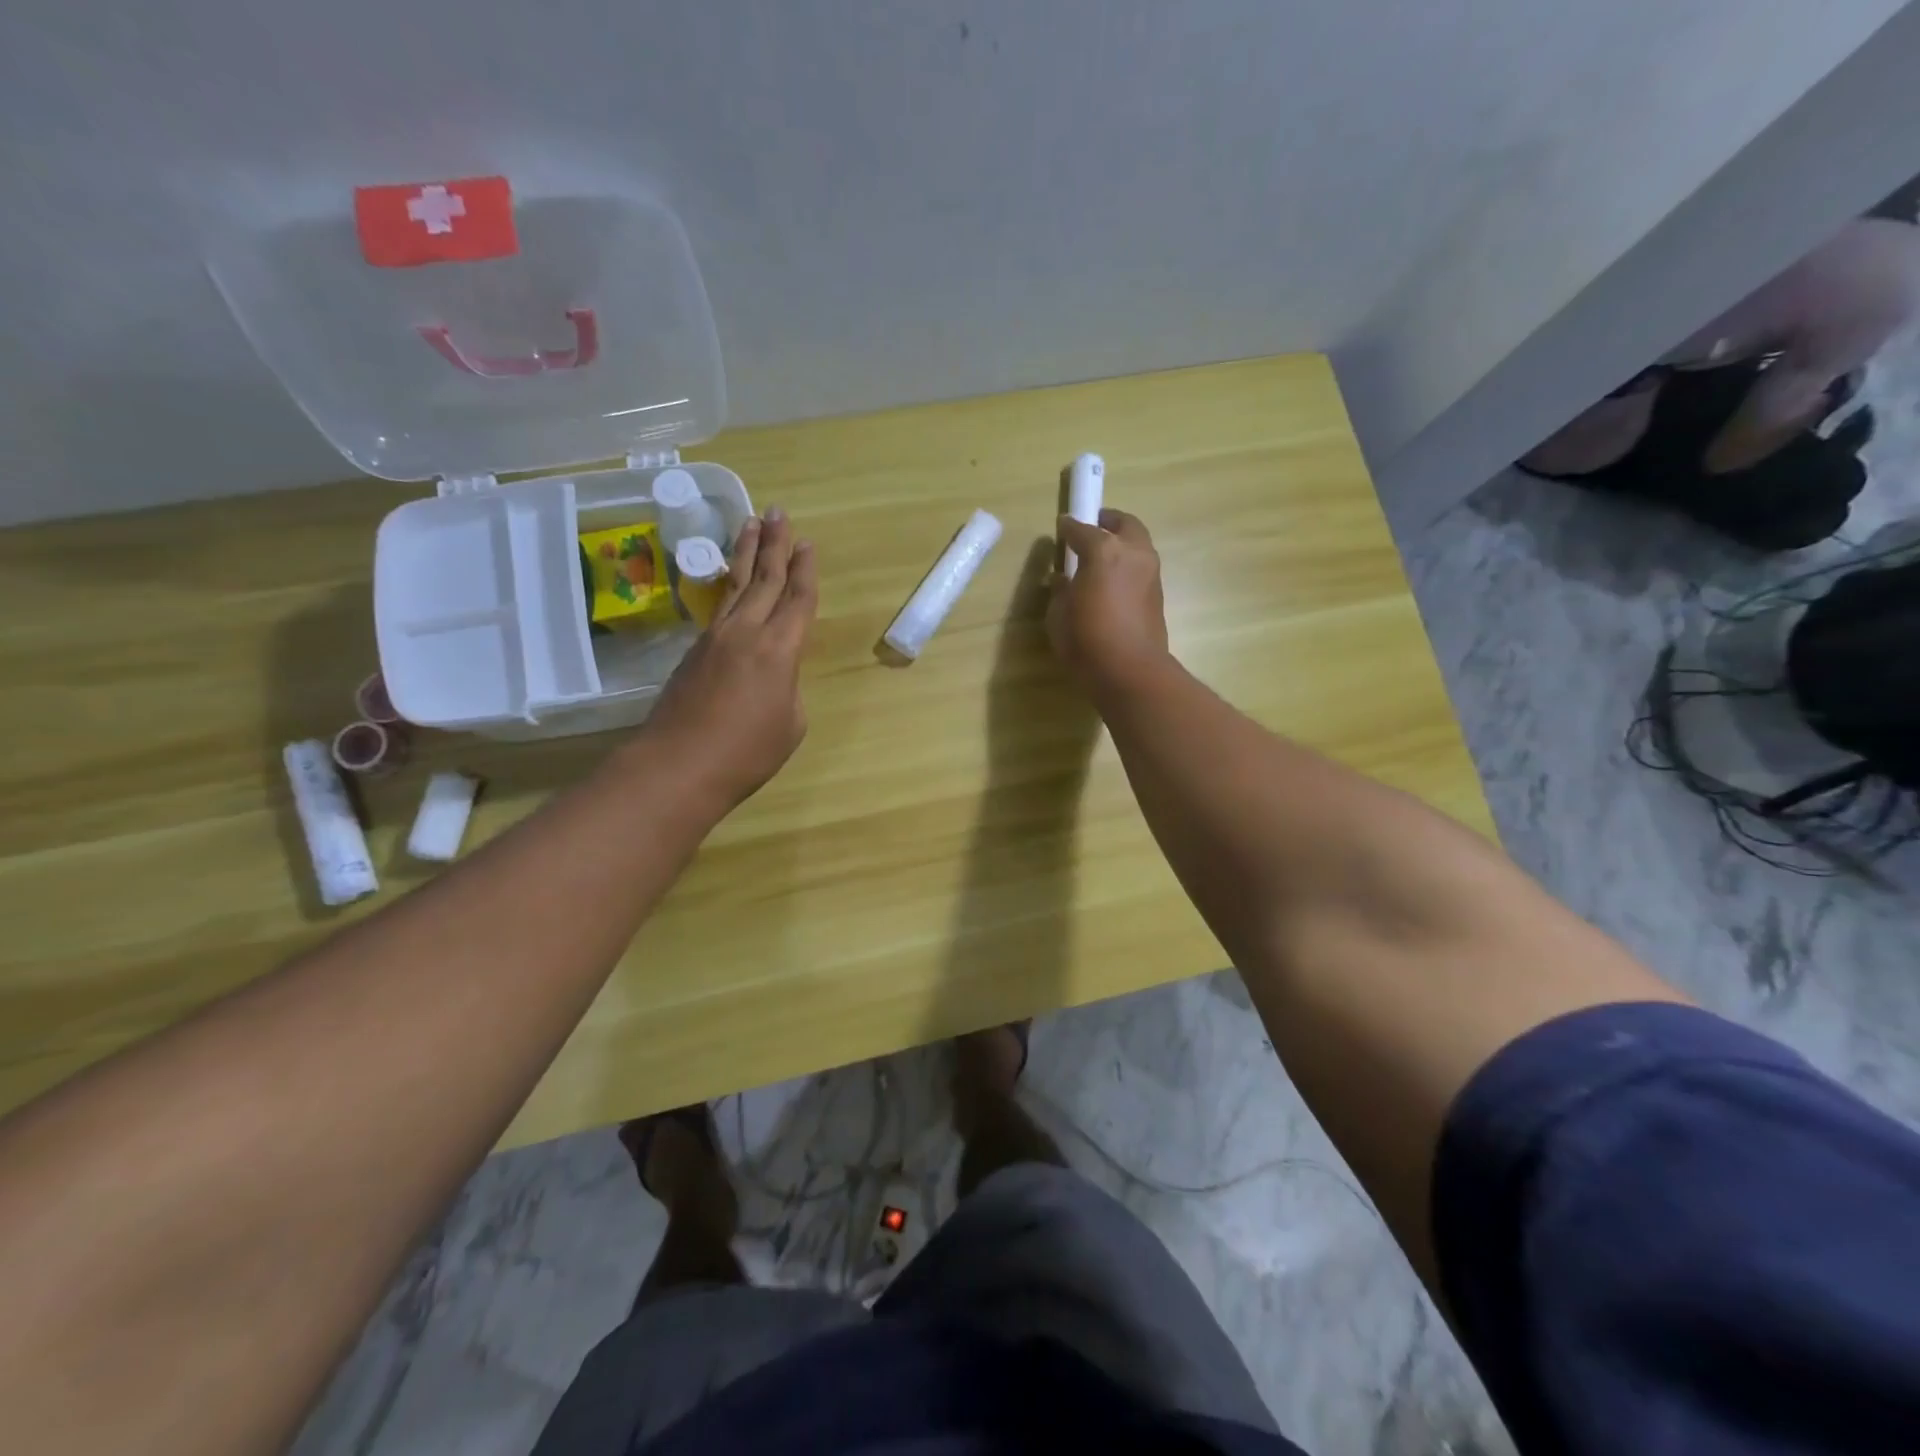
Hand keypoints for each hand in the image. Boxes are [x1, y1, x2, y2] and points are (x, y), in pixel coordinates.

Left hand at [646, 509, 817, 809]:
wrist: (679, 765)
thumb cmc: (747, 752)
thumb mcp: (790, 723)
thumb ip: (788, 688)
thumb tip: (773, 676)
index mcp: (780, 649)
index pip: (798, 599)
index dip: (806, 570)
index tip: (808, 543)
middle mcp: (747, 631)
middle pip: (765, 578)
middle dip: (775, 544)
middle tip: (779, 512)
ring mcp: (715, 638)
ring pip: (736, 584)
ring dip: (746, 553)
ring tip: (751, 522)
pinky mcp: (694, 651)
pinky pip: (719, 606)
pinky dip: (729, 585)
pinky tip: (732, 581)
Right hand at [1049, 509, 1168, 687]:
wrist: (1130, 671)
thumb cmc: (1087, 640)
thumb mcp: (1059, 615)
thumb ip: (1060, 591)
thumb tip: (1063, 579)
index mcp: (1104, 551)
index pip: (1082, 529)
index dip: (1068, 527)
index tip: (1061, 527)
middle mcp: (1132, 553)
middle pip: (1124, 523)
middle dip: (1108, 522)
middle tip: (1092, 528)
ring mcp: (1150, 572)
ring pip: (1138, 544)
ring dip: (1122, 543)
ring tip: (1103, 557)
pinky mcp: (1158, 594)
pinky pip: (1141, 567)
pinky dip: (1128, 565)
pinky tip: (1113, 581)